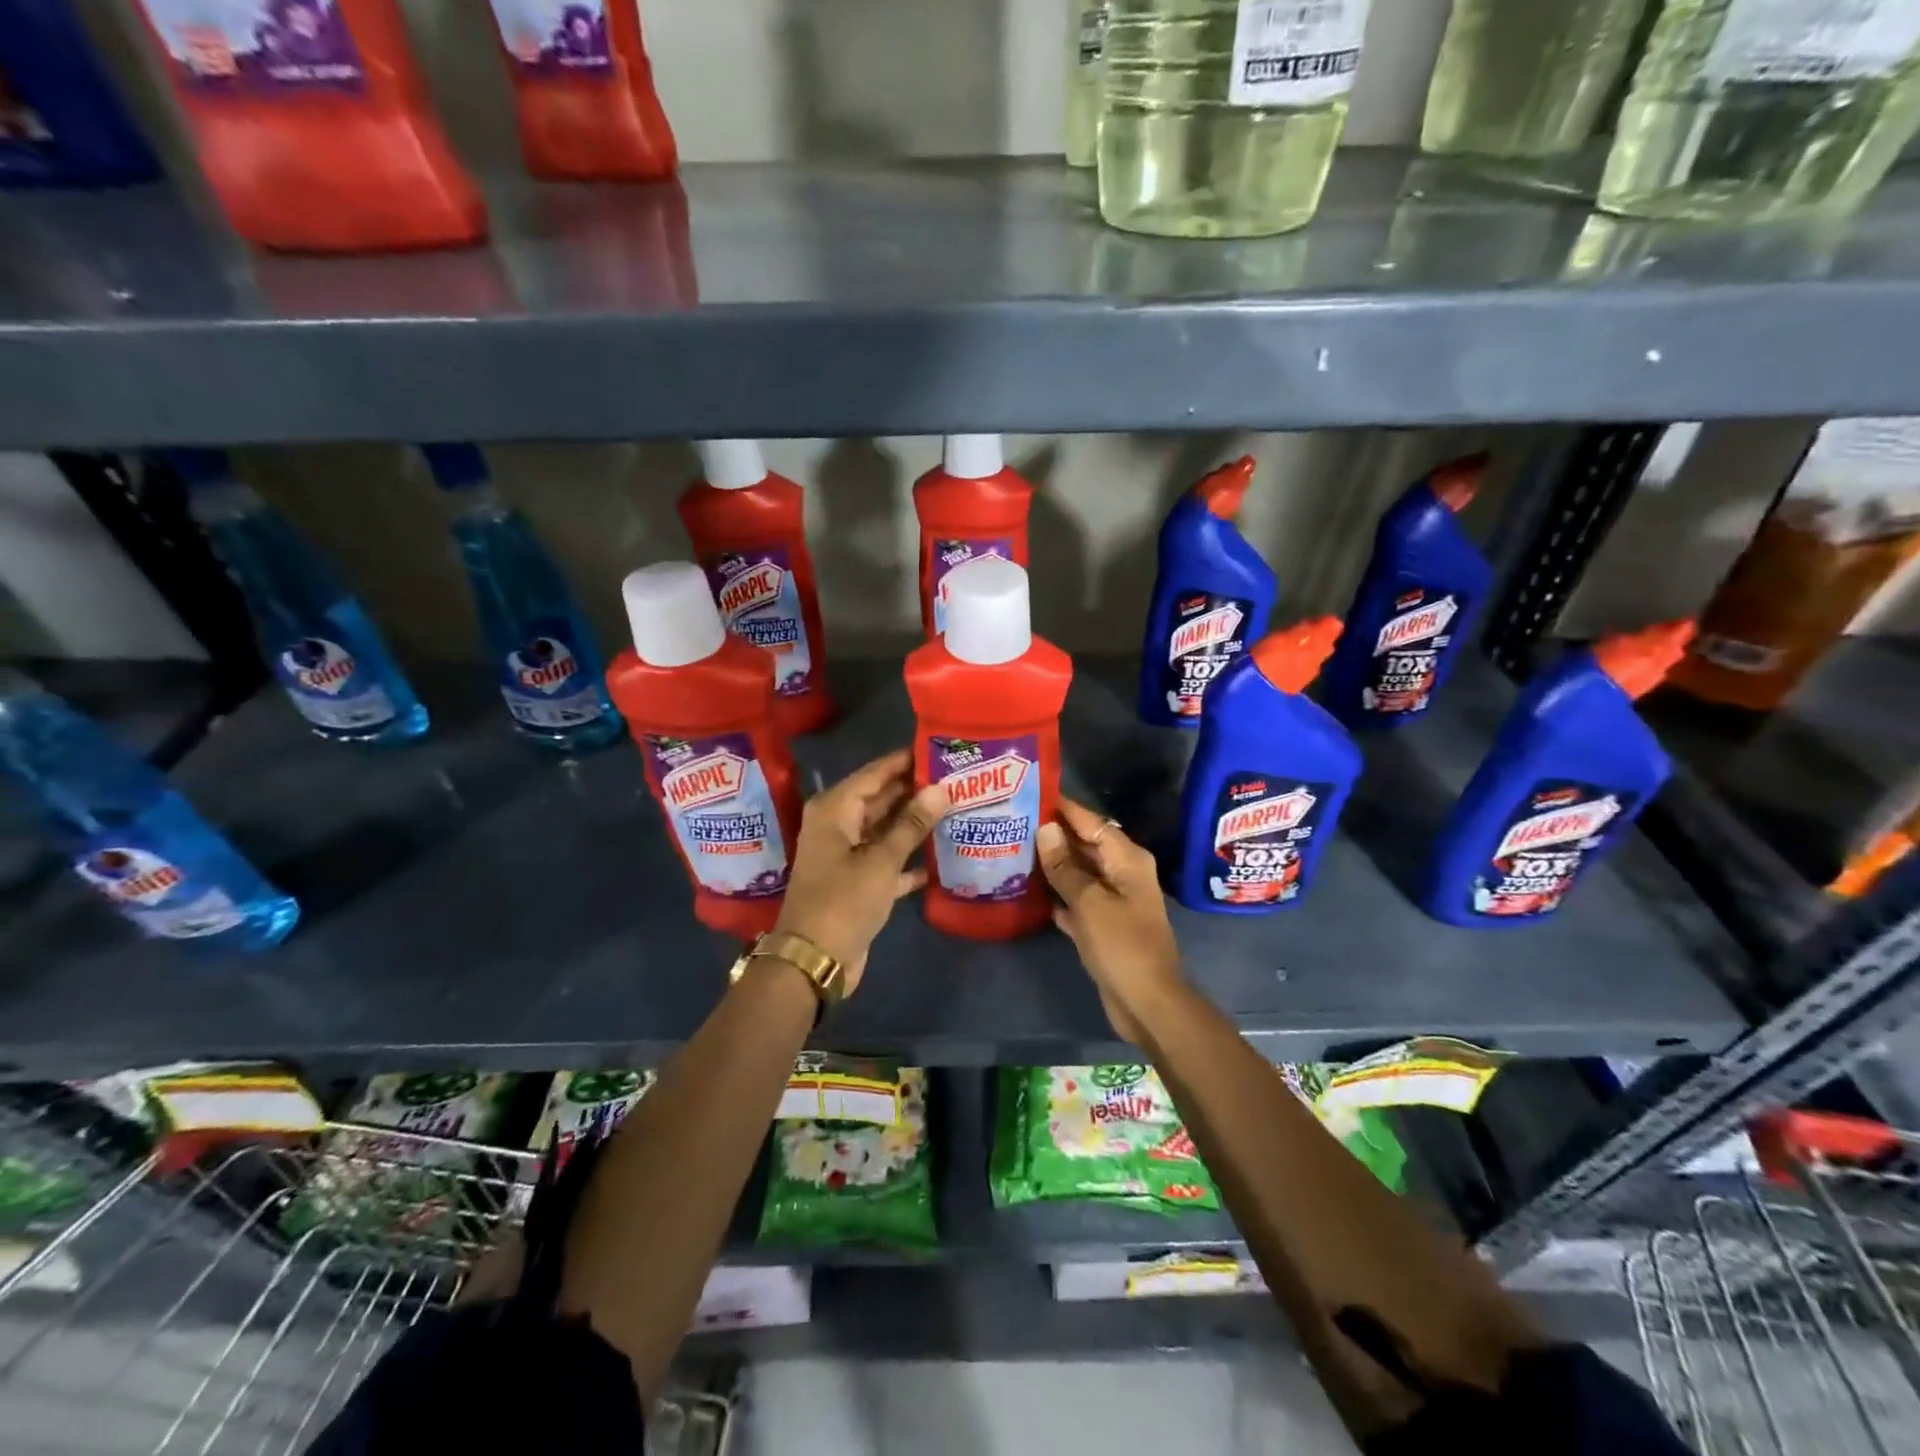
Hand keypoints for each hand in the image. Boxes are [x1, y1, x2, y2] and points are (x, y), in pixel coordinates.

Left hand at [773, 749, 942, 992]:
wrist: (814, 960)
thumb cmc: (843, 901)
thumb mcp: (881, 860)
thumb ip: (912, 823)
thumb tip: (941, 788)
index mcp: (835, 809)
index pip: (876, 772)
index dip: (907, 761)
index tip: (942, 751)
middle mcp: (838, 825)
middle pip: (881, 798)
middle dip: (916, 792)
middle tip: (958, 780)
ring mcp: (846, 854)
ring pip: (886, 829)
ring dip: (916, 824)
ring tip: (957, 809)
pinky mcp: (857, 881)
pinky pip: (887, 860)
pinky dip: (909, 859)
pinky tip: (941, 855)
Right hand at [1037, 798, 1184, 1044]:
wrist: (1147, 1004)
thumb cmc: (1122, 946)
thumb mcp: (1089, 903)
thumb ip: (1065, 867)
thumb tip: (1045, 829)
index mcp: (1127, 859)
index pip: (1091, 822)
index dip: (1063, 808)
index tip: (1030, 792)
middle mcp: (1122, 873)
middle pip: (1084, 845)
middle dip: (1052, 835)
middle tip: (1012, 822)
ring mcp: (1112, 900)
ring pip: (1077, 873)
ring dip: (1051, 865)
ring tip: (1013, 849)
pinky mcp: (1102, 925)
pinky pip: (1075, 899)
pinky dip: (1056, 894)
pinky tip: (1026, 889)